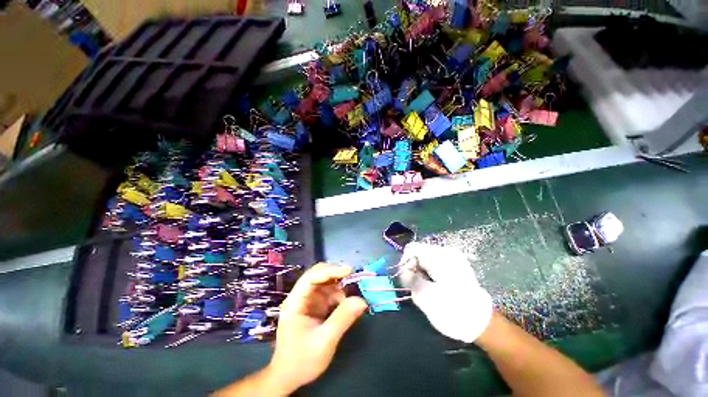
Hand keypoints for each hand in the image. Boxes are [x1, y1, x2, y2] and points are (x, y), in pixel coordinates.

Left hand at [268, 263, 367, 392]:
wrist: (289, 377)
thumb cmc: (302, 361)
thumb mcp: (324, 342)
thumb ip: (342, 319)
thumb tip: (362, 301)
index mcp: (295, 301)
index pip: (311, 277)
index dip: (330, 270)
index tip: (349, 271)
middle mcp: (301, 296)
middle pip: (318, 275)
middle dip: (336, 274)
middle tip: (353, 277)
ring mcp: (308, 300)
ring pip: (325, 283)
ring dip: (339, 285)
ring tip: (352, 293)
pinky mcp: (315, 306)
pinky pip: (329, 293)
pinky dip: (339, 295)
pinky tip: (346, 303)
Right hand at [397, 242, 491, 342]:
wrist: (481, 323)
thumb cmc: (451, 310)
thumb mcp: (424, 296)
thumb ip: (409, 278)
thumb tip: (404, 270)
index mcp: (439, 257)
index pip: (412, 248)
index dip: (405, 262)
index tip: (406, 278)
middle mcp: (447, 252)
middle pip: (420, 251)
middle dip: (414, 267)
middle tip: (415, 285)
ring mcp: (454, 258)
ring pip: (427, 257)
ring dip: (421, 270)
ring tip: (425, 286)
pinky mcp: (458, 265)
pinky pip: (436, 262)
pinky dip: (430, 271)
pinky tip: (434, 284)